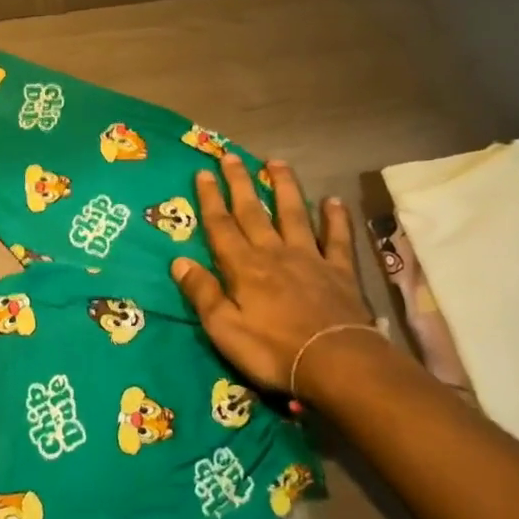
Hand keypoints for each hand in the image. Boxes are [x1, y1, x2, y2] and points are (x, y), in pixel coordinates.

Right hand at [171, 155, 377, 392]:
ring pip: (293, 214)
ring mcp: (309, 258)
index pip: (221, 226)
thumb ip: (202, 293)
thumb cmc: (273, 350)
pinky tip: (333, 201)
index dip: (210, 199)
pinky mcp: (339, 271)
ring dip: (283, 187)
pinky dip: (335, 219)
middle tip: (230, 155)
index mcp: (243, 267)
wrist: (336, 362)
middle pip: (253, 211)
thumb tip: (178, 261)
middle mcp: (274, 253)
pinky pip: (336, 239)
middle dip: (240, 183)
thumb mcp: (224, 328)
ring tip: (276, 162)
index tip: (202, 173)